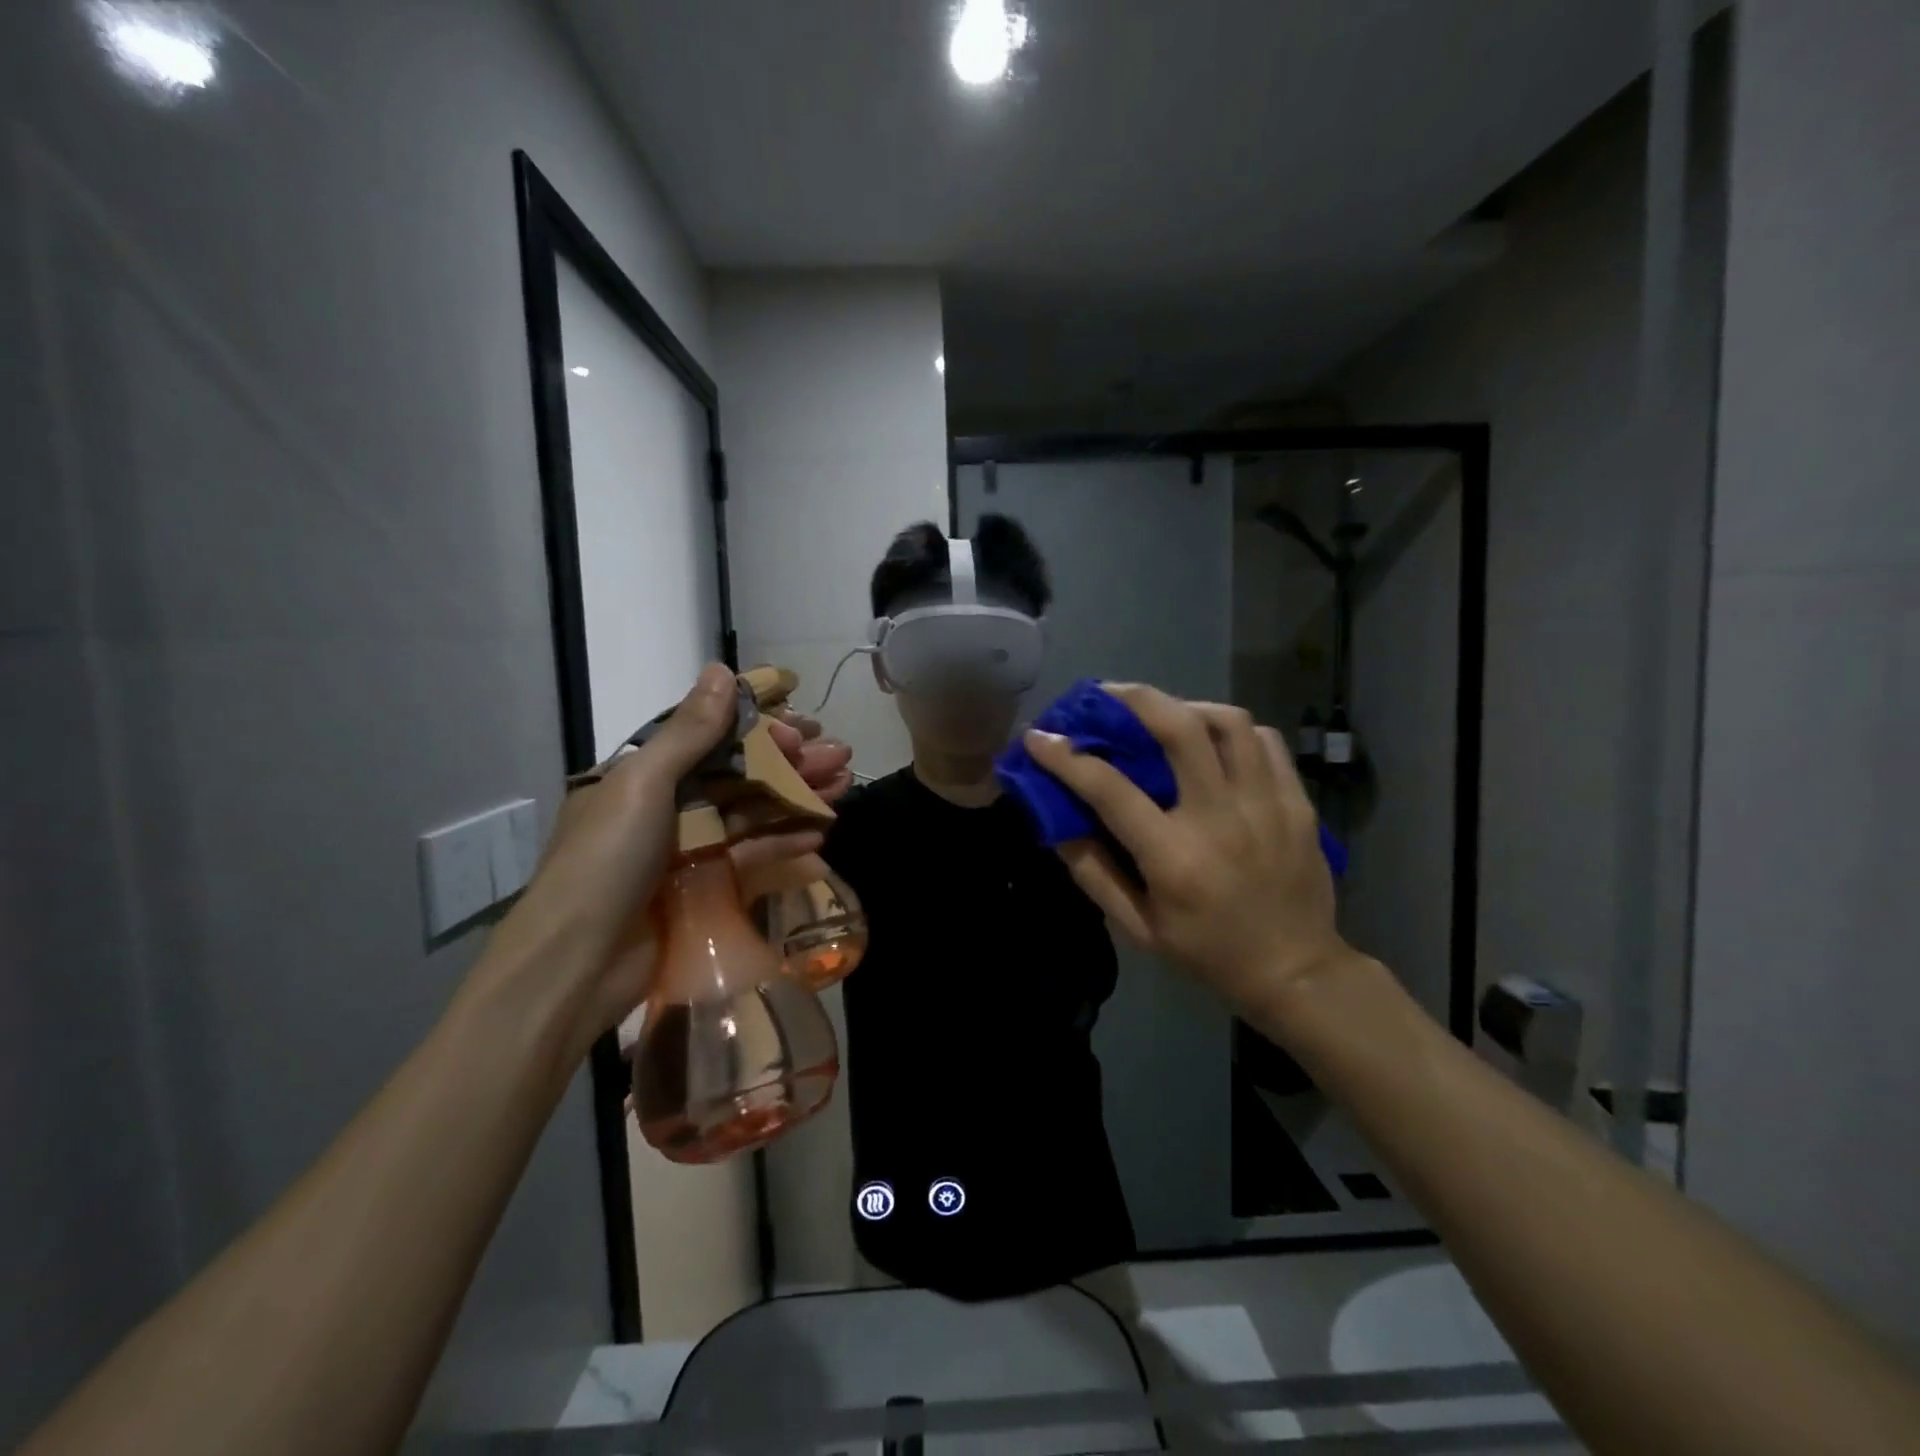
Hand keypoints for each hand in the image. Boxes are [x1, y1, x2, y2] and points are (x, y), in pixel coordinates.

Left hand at [470, 665, 846, 1066]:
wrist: (576, 965)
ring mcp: (686, 848)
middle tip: (841, 754)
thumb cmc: (605, 861)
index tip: (803, 724)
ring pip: (753, 812)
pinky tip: (821, 834)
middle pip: (741, 773)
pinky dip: (785, 843)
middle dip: (792, 761)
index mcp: (643, 773)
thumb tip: (720, 669)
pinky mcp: (705, 887)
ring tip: (845, 784)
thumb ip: (689, 731)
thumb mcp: (643, 784)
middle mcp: (666, 805)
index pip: (711, 736)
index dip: (760, 726)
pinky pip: (751, 855)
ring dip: (798, 797)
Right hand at [1023, 684, 1353, 1013]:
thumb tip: (1057, 823)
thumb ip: (1094, 874)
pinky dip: (1233, 730)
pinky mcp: (1297, 802)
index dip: (1066, 757)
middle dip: (1134, 698)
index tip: (1040, 737)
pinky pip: (1265, 741)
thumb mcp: (1138, 928)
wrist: (1296, 971)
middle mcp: (1220, 819)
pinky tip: (1214, 741)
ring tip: (1164, 714)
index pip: (1109, 789)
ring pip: (1229, 722)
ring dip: (1186, 707)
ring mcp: (1266, 805)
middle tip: (1107, 694)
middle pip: (1179, 729)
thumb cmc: (1207, 952)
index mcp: (1174, 858)